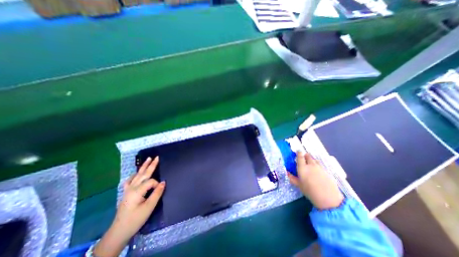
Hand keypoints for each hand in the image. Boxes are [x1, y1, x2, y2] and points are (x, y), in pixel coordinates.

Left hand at [93, 156, 164, 256]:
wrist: (119, 231)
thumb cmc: (136, 219)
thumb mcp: (149, 207)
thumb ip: (157, 193)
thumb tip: (163, 182)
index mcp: (137, 191)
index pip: (151, 181)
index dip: (157, 184)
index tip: (160, 190)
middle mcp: (132, 188)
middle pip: (143, 174)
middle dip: (151, 165)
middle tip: (156, 157)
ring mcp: (127, 190)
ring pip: (137, 175)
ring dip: (143, 167)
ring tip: (148, 159)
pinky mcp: (126, 193)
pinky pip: (130, 181)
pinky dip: (134, 175)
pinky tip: (136, 173)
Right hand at [286, 152, 343, 209]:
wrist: (329, 198)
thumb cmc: (310, 191)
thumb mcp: (299, 185)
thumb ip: (292, 178)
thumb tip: (287, 173)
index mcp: (302, 167)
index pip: (300, 156)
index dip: (298, 153)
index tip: (298, 151)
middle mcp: (311, 165)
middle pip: (308, 156)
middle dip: (305, 155)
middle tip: (303, 158)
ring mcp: (320, 167)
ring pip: (314, 160)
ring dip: (311, 160)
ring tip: (310, 164)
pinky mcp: (326, 171)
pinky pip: (320, 165)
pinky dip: (317, 165)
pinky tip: (317, 171)